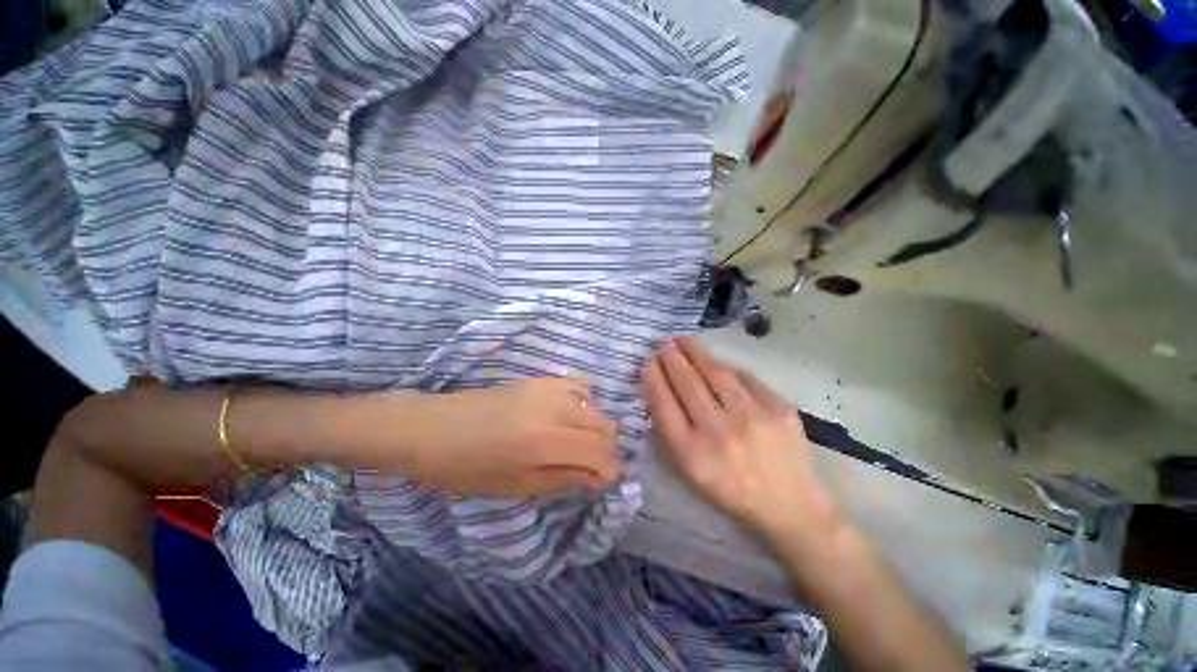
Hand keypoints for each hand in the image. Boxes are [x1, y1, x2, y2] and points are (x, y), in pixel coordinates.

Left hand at [388, 377, 622, 497]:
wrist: (435, 428)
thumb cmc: (469, 468)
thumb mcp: (517, 485)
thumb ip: (564, 478)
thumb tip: (599, 478)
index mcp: (545, 442)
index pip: (599, 453)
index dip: (611, 470)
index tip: (609, 482)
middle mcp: (555, 409)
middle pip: (604, 427)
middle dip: (607, 450)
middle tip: (595, 467)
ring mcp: (549, 389)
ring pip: (595, 408)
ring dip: (597, 429)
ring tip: (582, 444)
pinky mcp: (541, 379)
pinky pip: (579, 389)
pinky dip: (584, 406)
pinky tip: (571, 418)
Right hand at [643, 337, 840, 538]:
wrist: (791, 506)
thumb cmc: (732, 491)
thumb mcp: (691, 472)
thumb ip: (673, 432)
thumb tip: (661, 389)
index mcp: (692, 454)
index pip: (664, 405)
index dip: (654, 378)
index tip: (647, 361)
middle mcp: (719, 432)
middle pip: (687, 384)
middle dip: (671, 358)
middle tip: (662, 342)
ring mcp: (751, 418)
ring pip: (716, 373)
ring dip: (695, 352)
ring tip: (682, 340)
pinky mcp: (778, 409)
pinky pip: (745, 377)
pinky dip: (726, 366)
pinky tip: (715, 360)